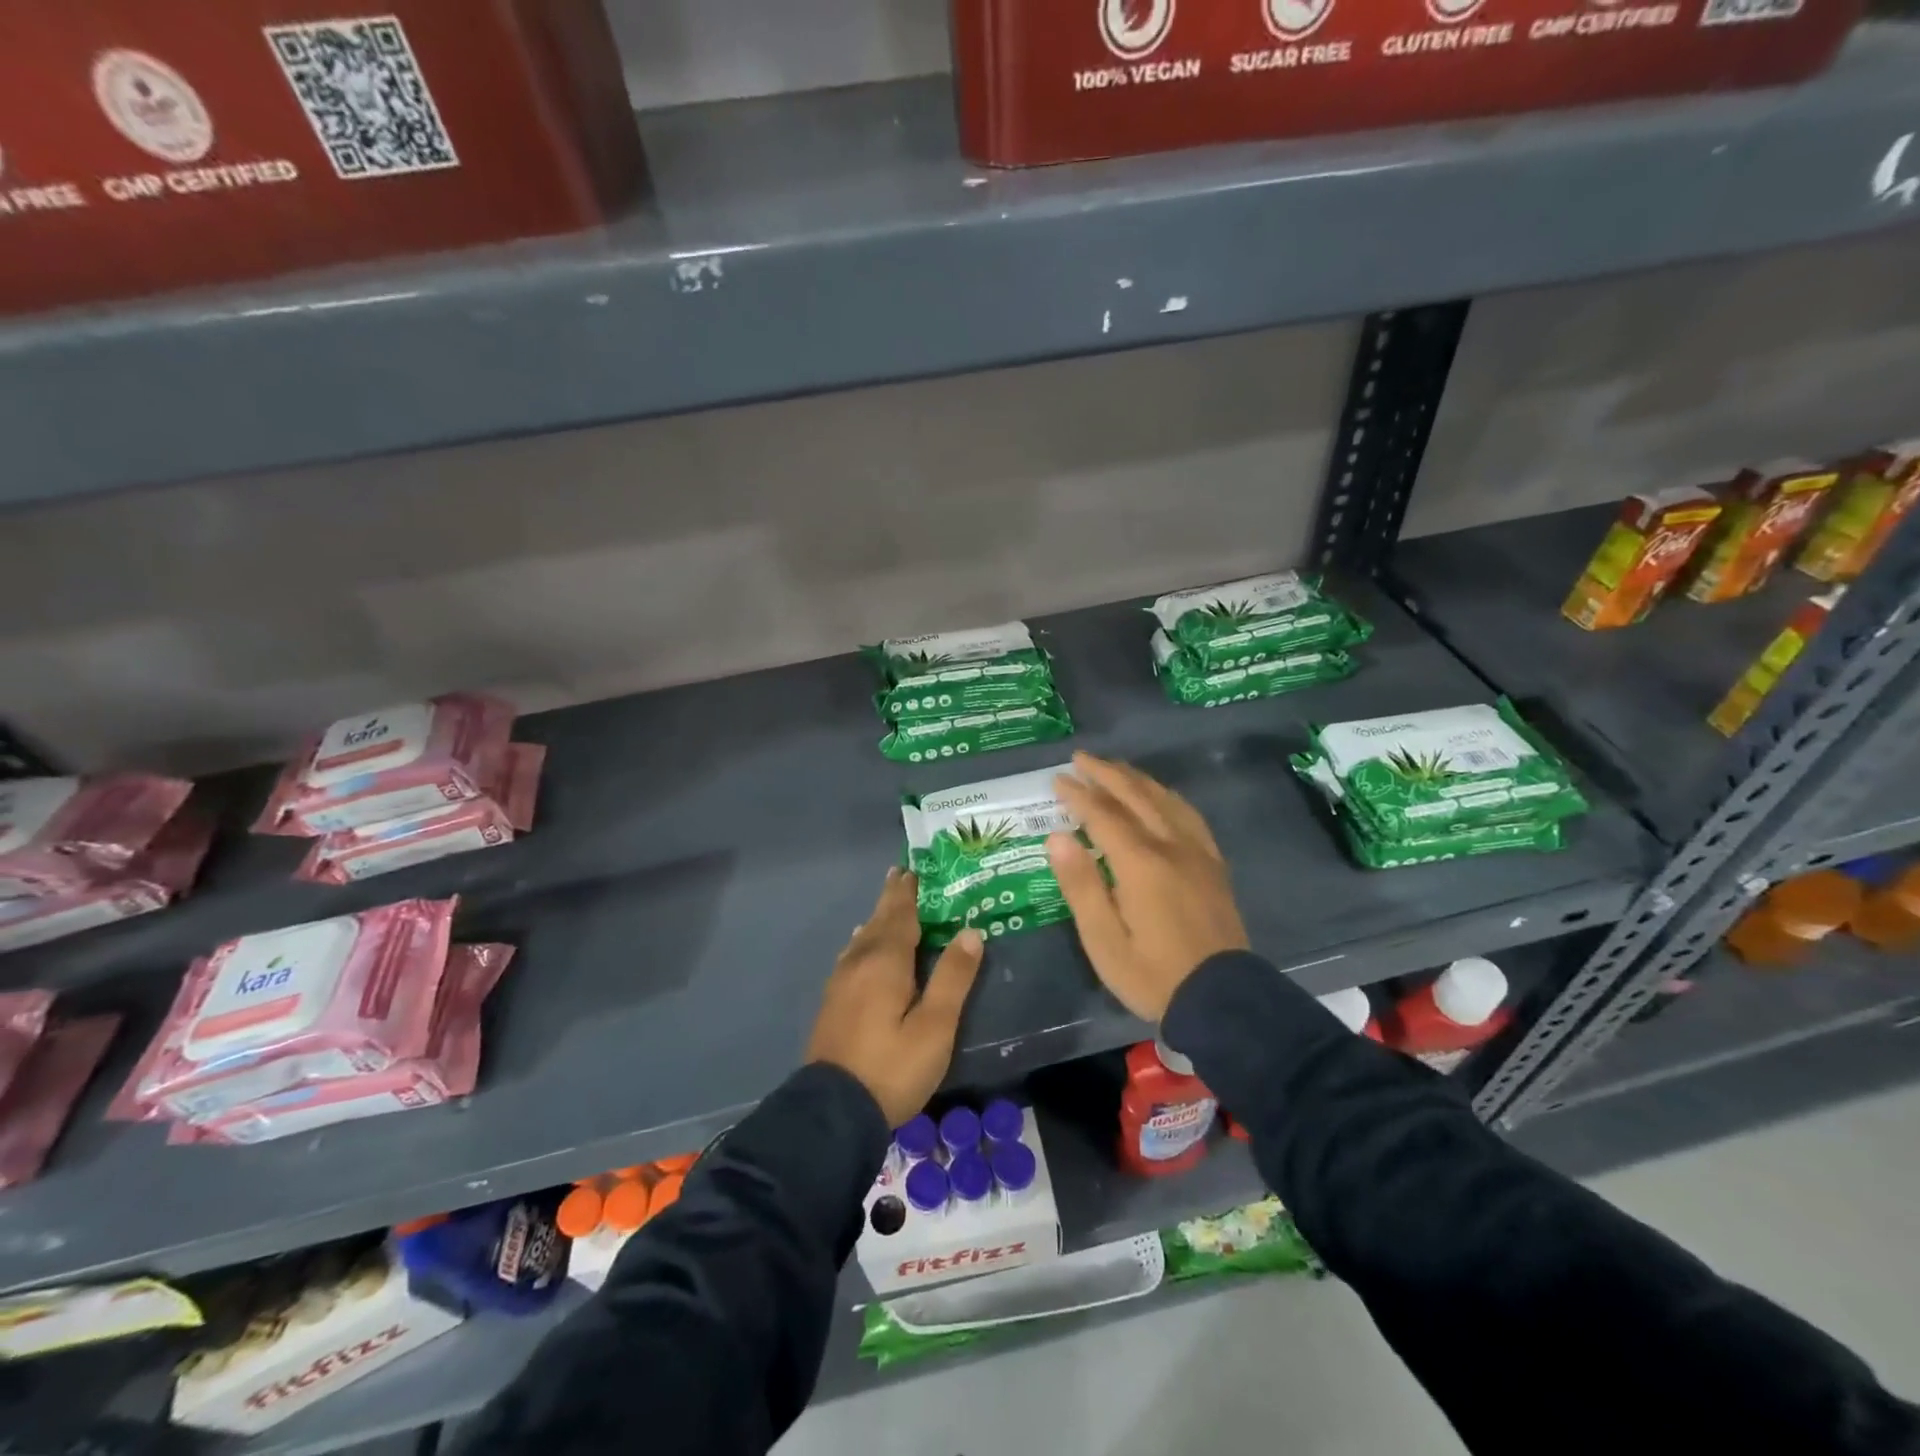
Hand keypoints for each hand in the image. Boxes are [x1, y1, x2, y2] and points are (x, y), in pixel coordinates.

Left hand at [805, 869, 984, 1126]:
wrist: (833, 1111)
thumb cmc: (892, 1067)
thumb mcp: (935, 1026)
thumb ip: (953, 978)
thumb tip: (970, 931)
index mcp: (885, 961)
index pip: (900, 915)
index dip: (909, 892)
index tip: (914, 868)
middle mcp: (859, 962)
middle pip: (877, 921)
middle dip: (891, 898)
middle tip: (901, 874)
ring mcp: (841, 982)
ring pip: (862, 938)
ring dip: (877, 918)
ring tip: (887, 905)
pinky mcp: (833, 1002)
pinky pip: (853, 955)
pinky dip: (864, 940)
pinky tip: (861, 946)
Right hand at [1047, 751, 1249, 1022]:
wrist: (1222, 999)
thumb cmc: (1152, 974)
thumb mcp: (1104, 940)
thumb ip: (1080, 885)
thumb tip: (1057, 837)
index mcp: (1141, 863)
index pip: (1104, 815)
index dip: (1079, 795)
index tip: (1057, 780)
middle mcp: (1172, 846)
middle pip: (1137, 796)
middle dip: (1106, 774)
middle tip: (1080, 759)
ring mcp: (1198, 853)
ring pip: (1165, 800)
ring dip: (1136, 779)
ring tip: (1114, 768)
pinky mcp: (1213, 864)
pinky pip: (1189, 815)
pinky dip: (1167, 796)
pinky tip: (1160, 797)